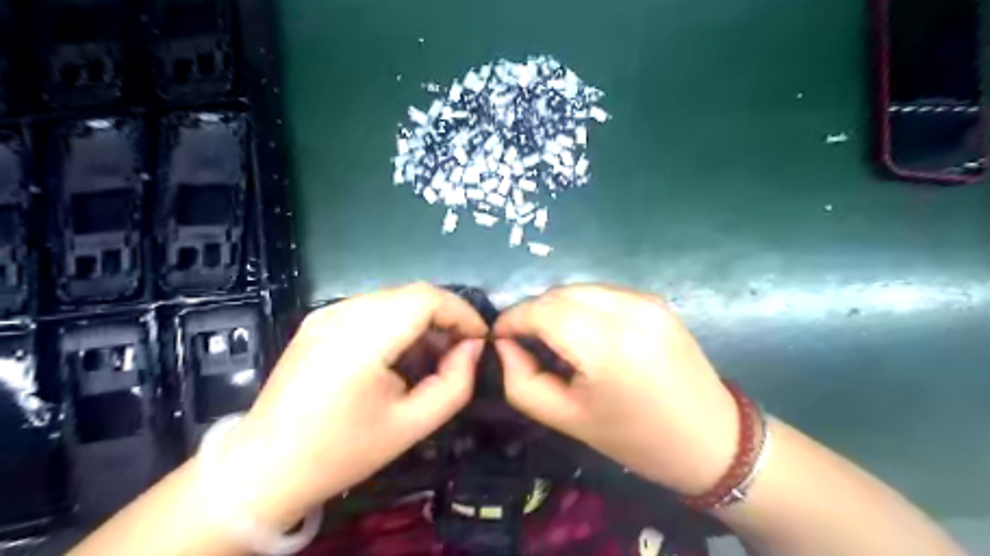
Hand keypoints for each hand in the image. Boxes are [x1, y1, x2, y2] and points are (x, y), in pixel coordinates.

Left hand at [212, 284, 484, 527]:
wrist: (264, 467)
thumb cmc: (341, 452)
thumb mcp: (411, 425)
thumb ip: (454, 384)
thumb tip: (473, 348)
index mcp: (361, 340)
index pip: (426, 298)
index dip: (461, 312)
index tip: (480, 339)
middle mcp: (342, 314)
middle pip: (412, 294)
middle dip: (445, 316)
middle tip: (460, 350)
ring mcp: (326, 313)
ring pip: (394, 298)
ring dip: (423, 319)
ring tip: (432, 355)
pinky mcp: (319, 320)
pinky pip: (372, 308)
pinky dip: (398, 322)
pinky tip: (399, 353)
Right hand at [493, 287, 732, 495]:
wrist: (711, 438)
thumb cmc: (635, 438)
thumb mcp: (567, 418)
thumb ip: (521, 381)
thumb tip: (505, 345)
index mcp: (604, 344)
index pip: (540, 311)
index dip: (511, 319)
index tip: (498, 337)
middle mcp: (625, 309)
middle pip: (557, 293)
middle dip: (532, 313)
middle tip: (524, 342)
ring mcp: (644, 299)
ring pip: (578, 288)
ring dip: (556, 307)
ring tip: (553, 339)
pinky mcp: (654, 300)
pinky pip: (602, 292)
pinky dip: (581, 306)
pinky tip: (585, 333)